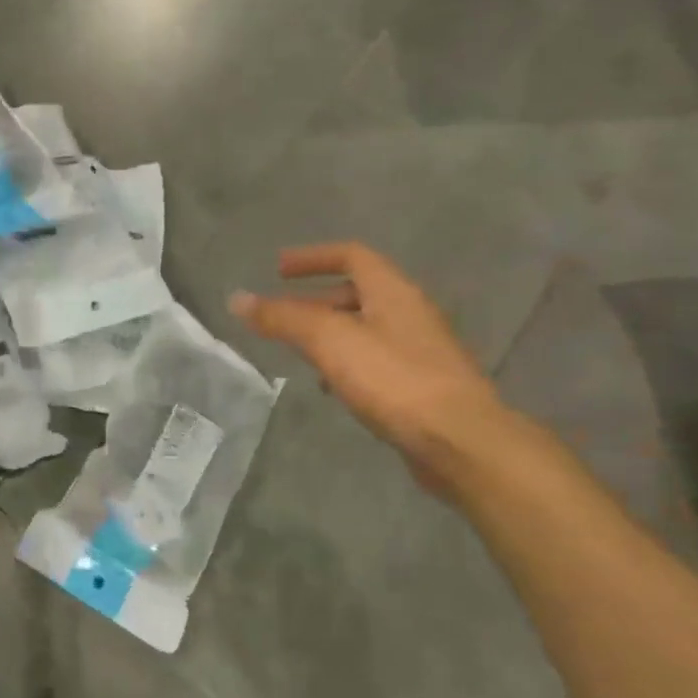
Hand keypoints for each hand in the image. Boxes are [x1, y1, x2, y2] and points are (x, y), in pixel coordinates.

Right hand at [230, 243, 509, 496]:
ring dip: (329, 334)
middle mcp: (411, 314)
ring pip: (365, 329)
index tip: (278, 269)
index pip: (352, 256)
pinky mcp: (422, 386)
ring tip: (298, 354)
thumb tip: (237, 299)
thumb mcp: (328, 341)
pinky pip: (375, 361)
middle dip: (314, 301)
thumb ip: (282, 318)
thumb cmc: (393, 379)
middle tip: (280, 317)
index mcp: (393, 293)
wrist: (460, 442)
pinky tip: (331, 387)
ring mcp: (420, 351)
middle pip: (358, 293)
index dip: (313, 258)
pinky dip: (346, 363)